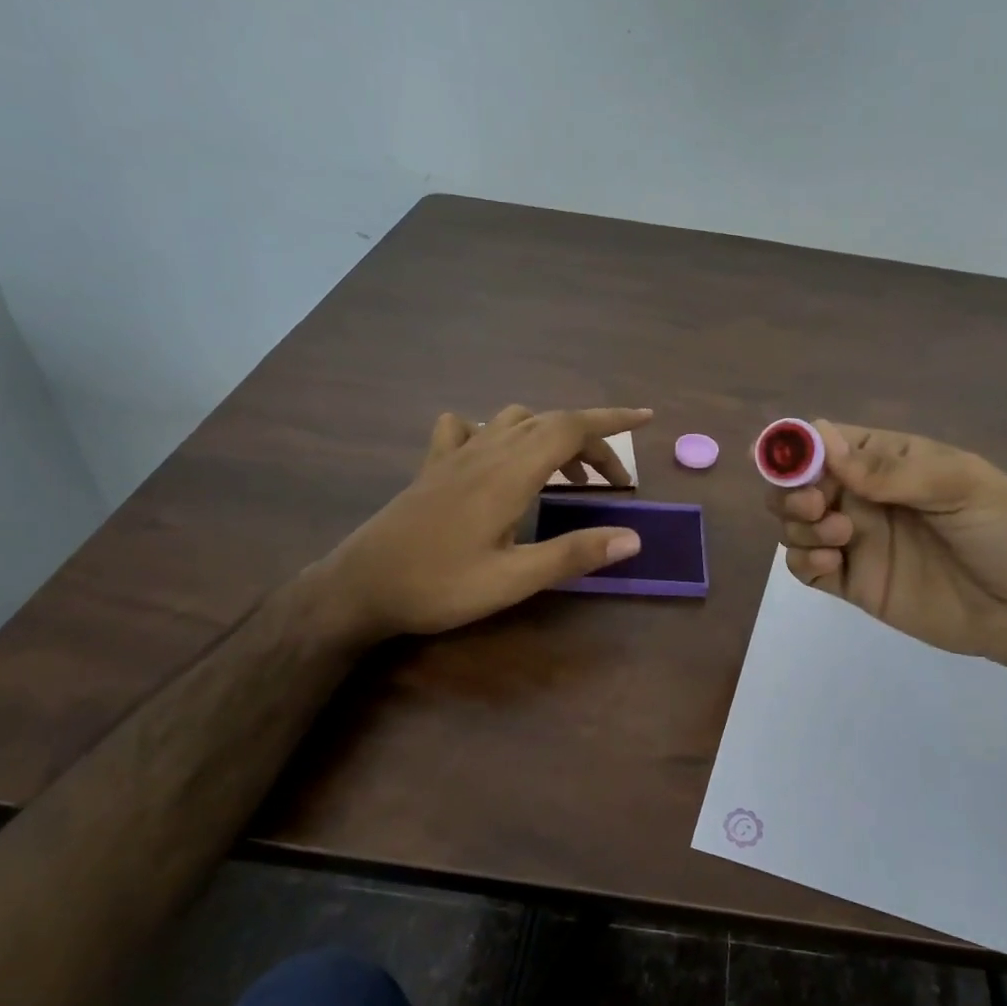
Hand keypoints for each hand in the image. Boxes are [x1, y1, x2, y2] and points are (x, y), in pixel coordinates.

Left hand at [314, 404, 652, 641]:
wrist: (359, 587)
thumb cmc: (438, 585)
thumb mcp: (512, 580)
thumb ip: (573, 555)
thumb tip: (633, 538)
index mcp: (509, 473)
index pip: (570, 427)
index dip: (612, 419)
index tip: (647, 418)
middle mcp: (485, 451)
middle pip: (550, 423)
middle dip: (591, 442)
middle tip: (614, 482)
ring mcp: (455, 455)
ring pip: (514, 420)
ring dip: (550, 436)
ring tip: (566, 475)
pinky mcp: (433, 467)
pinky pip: (468, 428)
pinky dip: (495, 431)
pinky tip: (496, 457)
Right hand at [765, 420, 1006, 674]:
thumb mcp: (958, 484)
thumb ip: (889, 469)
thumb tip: (821, 442)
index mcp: (887, 460)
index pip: (825, 442)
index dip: (796, 446)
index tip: (781, 459)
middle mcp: (863, 497)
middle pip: (798, 483)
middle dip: (790, 489)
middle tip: (817, 504)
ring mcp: (856, 541)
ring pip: (794, 523)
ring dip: (798, 523)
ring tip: (840, 537)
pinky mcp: (854, 584)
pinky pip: (806, 567)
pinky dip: (802, 560)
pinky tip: (830, 562)